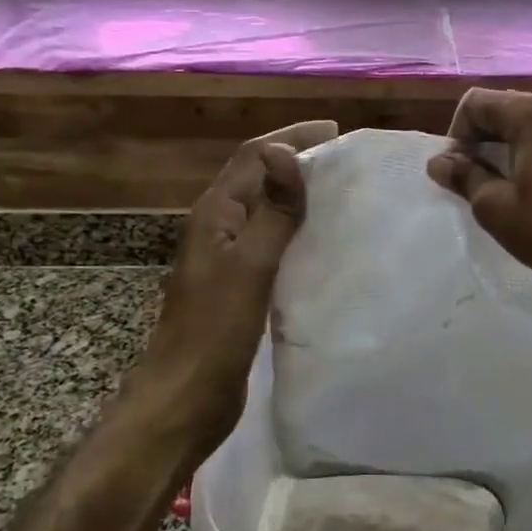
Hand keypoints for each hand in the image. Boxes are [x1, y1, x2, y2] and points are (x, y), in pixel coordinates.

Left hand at [139, 119, 338, 447]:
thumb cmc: (215, 331)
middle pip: (258, 179)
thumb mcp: (250, 266)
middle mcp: (219, 229)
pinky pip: (272, 245)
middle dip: (296, 162)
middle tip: (345, 161)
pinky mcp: (240, 287)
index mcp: (215, 215)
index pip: (253, 157)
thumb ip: (271, 211)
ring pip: (266, 213)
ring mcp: (228, 259)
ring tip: (342, 194)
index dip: (291, 138)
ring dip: (298, 197)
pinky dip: (297, 233)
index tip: (335, 132)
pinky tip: (324, 243)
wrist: (186, 399)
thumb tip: (284, 150)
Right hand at [427, 89, 531, 330]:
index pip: (478, 101)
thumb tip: (439, 162)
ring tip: (513, 184)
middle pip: (511, 107)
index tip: (458, 168)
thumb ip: (463, 175)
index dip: (458, 132)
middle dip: (487, 137)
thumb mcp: (493, 206)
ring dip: (518, 146)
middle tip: (478, 175)